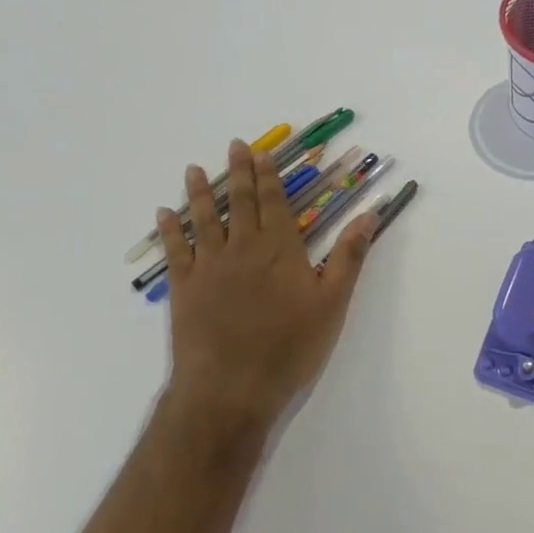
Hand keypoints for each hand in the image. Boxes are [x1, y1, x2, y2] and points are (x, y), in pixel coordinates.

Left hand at [156, 141, 375, 436]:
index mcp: (280, 248)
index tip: (262, 153)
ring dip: (200, 192)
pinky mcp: (184, 289)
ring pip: (204, 219)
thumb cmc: (290, 346)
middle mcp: (243, 247)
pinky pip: (175, 251)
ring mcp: (209, 266)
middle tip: (234, 145)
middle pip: (240, 202)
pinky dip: (169, 230)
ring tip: (193, 169)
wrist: (231, 387)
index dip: (268, 176)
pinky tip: (163, 214)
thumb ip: (349, 255)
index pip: (274, 202)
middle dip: (238, 172)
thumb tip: (370, 213)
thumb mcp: (333, 302)